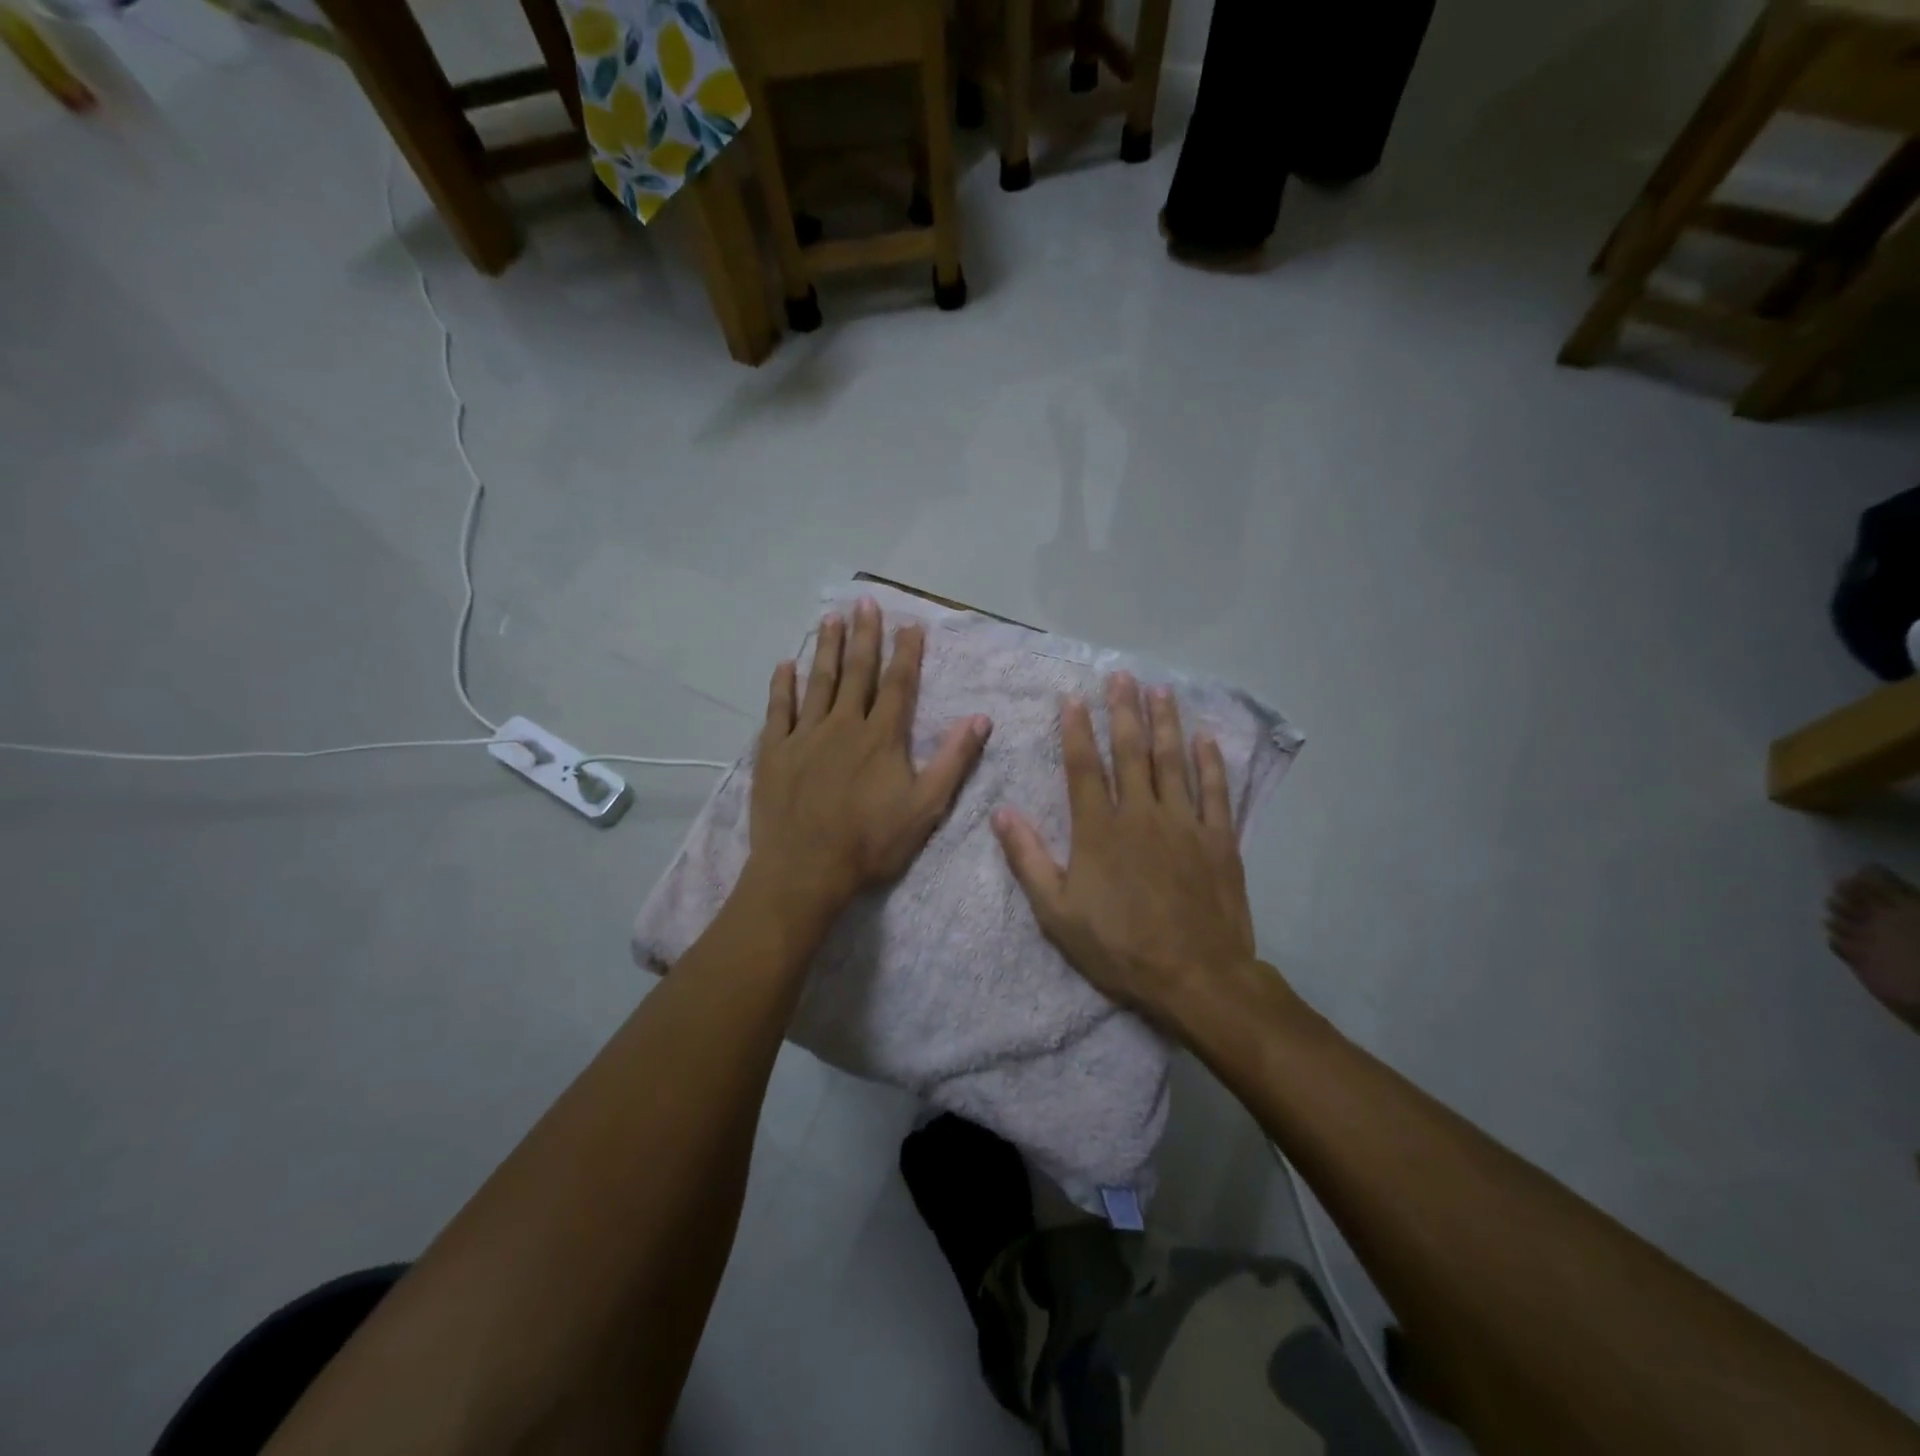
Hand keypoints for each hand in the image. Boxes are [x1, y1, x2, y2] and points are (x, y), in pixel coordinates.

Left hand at [746, 598, 990, 924]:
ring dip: (826, 648)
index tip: (910, 624)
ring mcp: (804, 735)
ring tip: (831, 618)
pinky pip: (778, 709)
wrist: (805, 870)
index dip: (906, 653)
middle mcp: (843, 724)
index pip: (898, 684)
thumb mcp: (925, 808)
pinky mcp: (774, 751)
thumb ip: (952, 761)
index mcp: (881, 737)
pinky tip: (785, 665)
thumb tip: (980, 719)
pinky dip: (782, 685)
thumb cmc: (870, 843)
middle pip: (857, 672)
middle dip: (865, 636)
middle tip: (866, 603)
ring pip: (818, 682)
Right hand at [992, 673, 1256, 1019]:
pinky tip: (1206, 738)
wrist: (1195, 977)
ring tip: (1160, 690)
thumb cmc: (1119, 946)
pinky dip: (1210, 762)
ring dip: (1165, 723)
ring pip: (1172, 761)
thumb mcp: (1057, 912)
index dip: (1076, 730)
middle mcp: (1141, 814)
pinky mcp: (1219, 839)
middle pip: (1131, 752)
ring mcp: (1185, 824)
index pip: (1084, 766)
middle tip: (1121, 676)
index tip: (1073, 698)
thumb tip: (1002, 813)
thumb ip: (1029, 859)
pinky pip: (1215, 791)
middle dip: (1123, 711)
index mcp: (1099, 830)